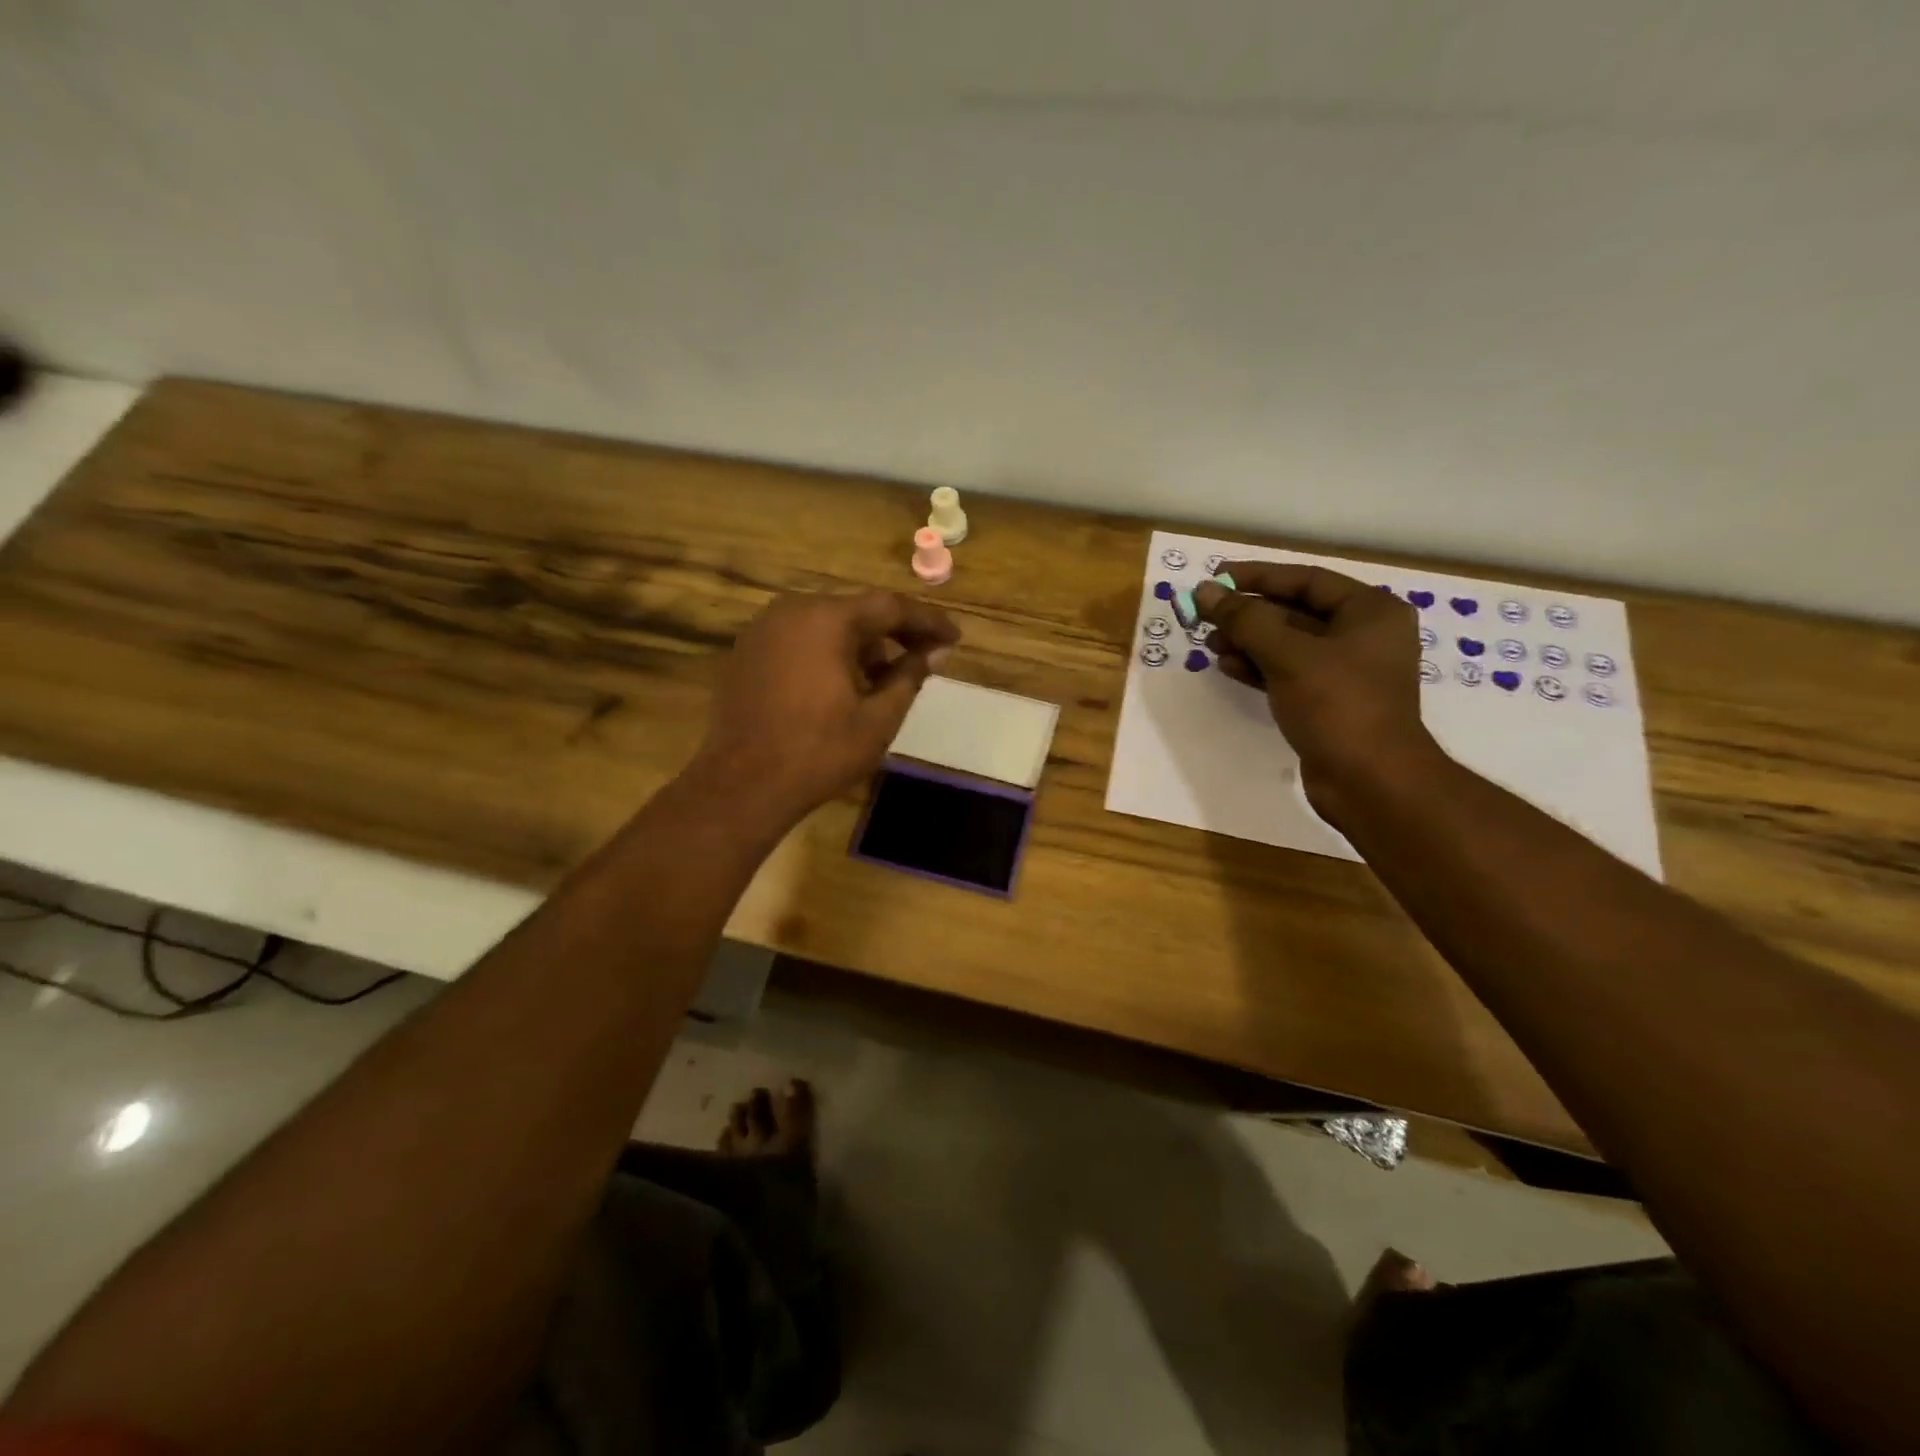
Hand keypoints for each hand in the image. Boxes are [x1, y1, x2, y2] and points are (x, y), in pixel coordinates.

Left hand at [691, 590, 960, 829]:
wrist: (742, 785)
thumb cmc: (818, 752)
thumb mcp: (878, 719)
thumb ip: (909, 677)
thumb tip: (935, 652)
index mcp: (827, 619)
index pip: (890, 607)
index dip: (927, 622)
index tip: (954, 638)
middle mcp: (793, 609)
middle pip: (857, 610)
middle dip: (894, 633)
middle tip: (925, 657)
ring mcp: (764, 628)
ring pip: (827, 624)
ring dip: (861, 644)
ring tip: (883, 680)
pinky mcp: (748, 650)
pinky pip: (801, 638)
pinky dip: (829, 652)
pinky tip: (842, 685)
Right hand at [1193, 563, 1440, 820]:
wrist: (1370, 781)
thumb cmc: (1338, 705)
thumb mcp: (1288, 655)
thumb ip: (1245, 619)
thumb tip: (1204, 591)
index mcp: (1370, 611)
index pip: (1306, 580)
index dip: (1257, 577)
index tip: (1215, 578)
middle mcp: (1363, 635)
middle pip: (1295, 612)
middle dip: (1248, 614)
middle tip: (1205, 616)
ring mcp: (1346, 672)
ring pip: (1287, 645)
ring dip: (1248, 642)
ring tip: (1210, 644)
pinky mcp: (1328, 702)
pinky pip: (1287, 673)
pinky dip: (1258, 668)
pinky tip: (1227, 668)